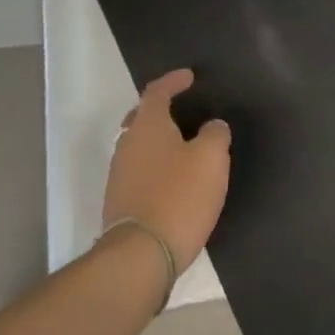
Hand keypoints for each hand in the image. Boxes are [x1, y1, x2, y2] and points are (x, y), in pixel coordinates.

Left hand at [102, 70, 231, 271]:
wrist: (140, 256)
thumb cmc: (178, 196)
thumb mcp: (211, 158)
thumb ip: (215, 134)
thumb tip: (212, 126)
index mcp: (147, 125)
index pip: (157, 91)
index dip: (173, 80)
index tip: (189, 77)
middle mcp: (127, 144)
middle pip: (142, 117)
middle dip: (161, 110)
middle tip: (183, 109)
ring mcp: (119, 175)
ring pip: (139, 146)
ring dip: (158, 141)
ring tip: (183, 145)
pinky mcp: (120, 203)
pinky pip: (139, 171)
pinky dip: (155, 166)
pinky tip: (174, 179)